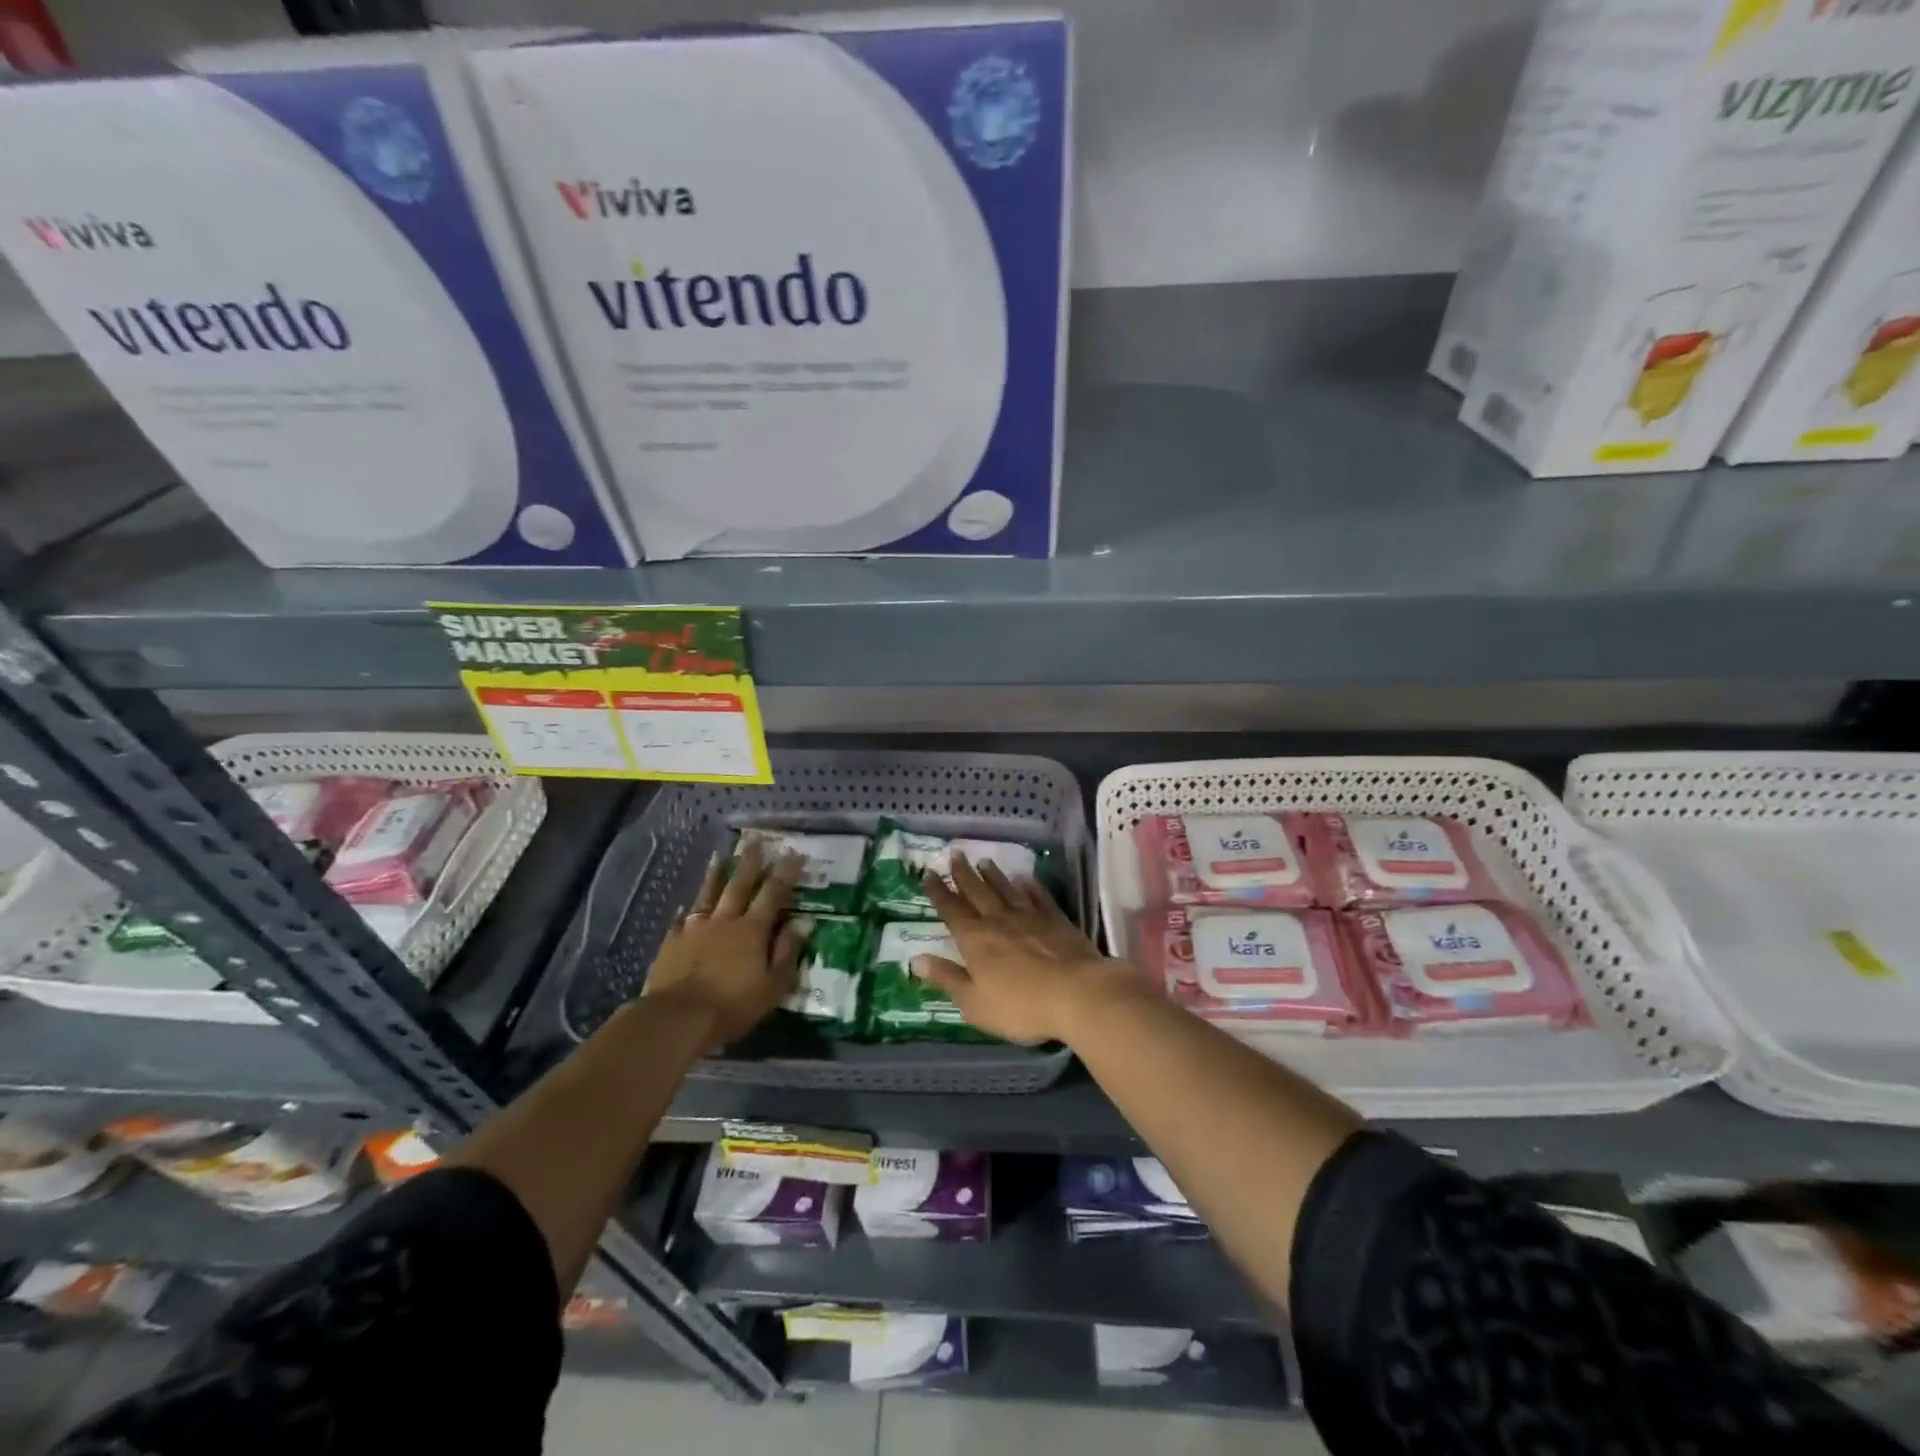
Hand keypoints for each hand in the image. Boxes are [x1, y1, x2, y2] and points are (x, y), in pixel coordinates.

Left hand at [644, 841, 806, 1049]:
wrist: (677, 1017)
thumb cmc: (732, 1005)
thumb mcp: (772, 985)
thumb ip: (787, 951)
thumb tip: (804, 922)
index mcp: (753, 930)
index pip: (773, 894)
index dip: (785, 873)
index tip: (794, 852)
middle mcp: (725, 921)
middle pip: (740, 885)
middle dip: (749, 861)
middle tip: (754, 839)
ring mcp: (695, 929)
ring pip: (708, 895)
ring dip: (715, 875)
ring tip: (719, 856)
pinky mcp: (672, 942)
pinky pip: (681, 920)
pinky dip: (686, 910)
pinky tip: (685, 905)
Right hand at [914, 855, 1145, 1044]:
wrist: (1077, 993)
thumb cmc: (1020, 1005)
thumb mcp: (974, 1002)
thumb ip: (947, 978)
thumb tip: (916, 959)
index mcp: (974, 939)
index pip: (951, 910)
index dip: (938, 891)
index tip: (929, 872)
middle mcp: (998, 920)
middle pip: (977, 891)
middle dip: (963, 873)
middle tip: (955, 853)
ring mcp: (1030, 917)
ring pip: (1006, 889)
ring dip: (993, 875)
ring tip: (984, 860)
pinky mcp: (1056, 920)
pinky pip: (1039, 897)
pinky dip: (1031, 886)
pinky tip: (1026, 879)